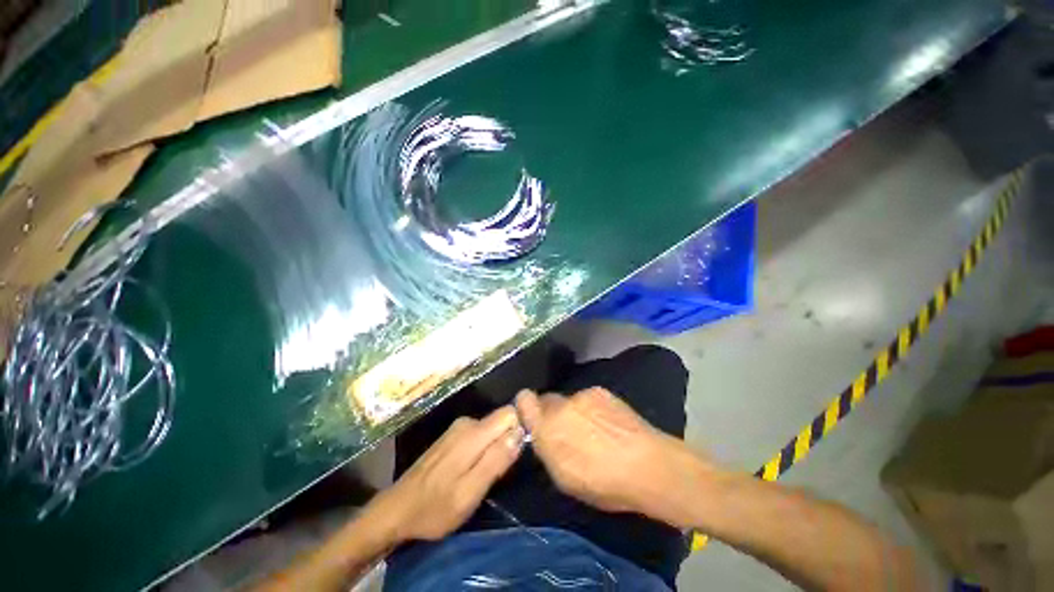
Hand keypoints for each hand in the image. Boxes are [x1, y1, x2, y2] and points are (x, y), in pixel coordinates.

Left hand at [369, 407, 523, 542]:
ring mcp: (458, 428)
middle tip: (499, 472)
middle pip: (501, 421)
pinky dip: (483, 449)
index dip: (520, 428)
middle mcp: (467, 423)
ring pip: (492, 429)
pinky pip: (480, 434)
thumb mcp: (469, 493)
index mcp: (473, 434)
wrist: (396, 510)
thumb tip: (519, 433)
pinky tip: (472, 470)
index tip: (519, 453)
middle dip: (508, 442)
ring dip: (495, 448)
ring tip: (485, 475)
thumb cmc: (434, 508)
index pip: (510, 413)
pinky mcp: (453, 435)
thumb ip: (495, 460)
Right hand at [516, 387, 709, 523]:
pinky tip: (607, 423)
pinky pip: (587, 398)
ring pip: (568, 400)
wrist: (648, 465)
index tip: (531, 416)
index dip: (525, 406)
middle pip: (546, 400)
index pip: (525, 400)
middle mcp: (562, 406)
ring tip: (593, 430)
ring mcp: (582, 395)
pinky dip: (590, 408)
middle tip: (566, 431)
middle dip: (550, 413)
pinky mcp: (600, 391)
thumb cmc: (605, 483)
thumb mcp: (565, 478)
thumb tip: (542, 434)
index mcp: (548, 429)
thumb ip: (547, 449)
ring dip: (573, 411)